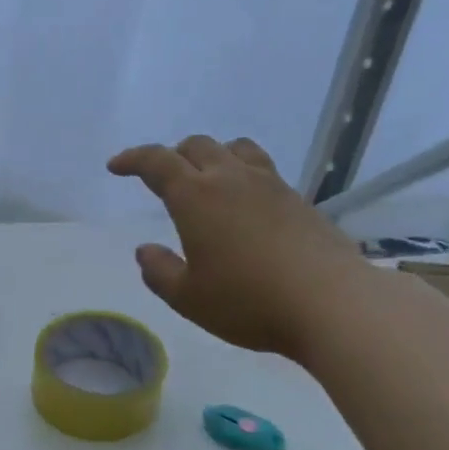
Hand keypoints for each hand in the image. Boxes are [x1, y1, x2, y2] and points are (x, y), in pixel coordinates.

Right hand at [107, 135, 366, 358]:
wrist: (332, 303)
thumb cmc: (249, 302)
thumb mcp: (188, 298)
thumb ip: (160, 272)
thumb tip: (145, 251)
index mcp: (196, 197)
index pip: (157, 162)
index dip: (133, 159)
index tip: (116, 166)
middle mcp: (231, 180)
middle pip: (197, 146)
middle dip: (172, 155)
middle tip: (161, 178)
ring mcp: (270, 185)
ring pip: (235, 148)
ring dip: (212, 155)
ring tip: (206, 179)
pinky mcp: (299, 200)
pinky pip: (262, 169)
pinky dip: (242, 174)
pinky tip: (245, 205)